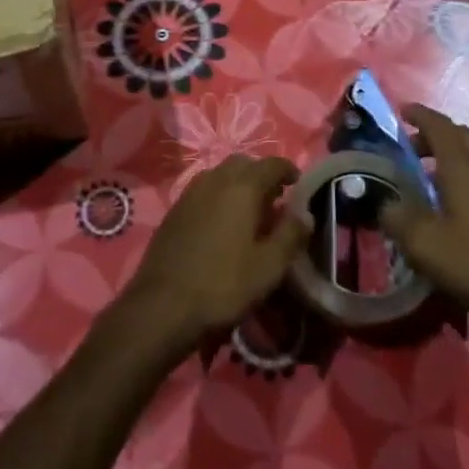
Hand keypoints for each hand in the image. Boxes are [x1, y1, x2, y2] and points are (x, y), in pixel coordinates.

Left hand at [121, 155, 311, 356]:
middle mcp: (215, 179)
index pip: (271, 164)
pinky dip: (219, 196)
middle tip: (275, 200)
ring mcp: (190, 192)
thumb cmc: (223, 284)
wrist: (163, 304)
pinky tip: (222, 224)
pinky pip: (204, 190)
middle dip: (262, 175)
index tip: (298, 184)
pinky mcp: (175, 209)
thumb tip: (306, 213)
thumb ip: (290, 235)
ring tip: (250, 212)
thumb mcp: (269, 266)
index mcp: (242, 187)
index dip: (288, 170)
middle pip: (243, 164)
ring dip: (239, 184)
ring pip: (221, 175)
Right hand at [381, 103, 468, 367]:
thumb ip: (396, 217)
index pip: (439, 126)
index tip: (399, 110)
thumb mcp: (423, 243)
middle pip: (459, 136)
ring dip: (444, 156)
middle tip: (406, 145)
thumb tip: (385, 204)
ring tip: (418, 175)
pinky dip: (456, 177)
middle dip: (432, 133)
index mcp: (463, 168)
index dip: (419, 114)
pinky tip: (442, 206)